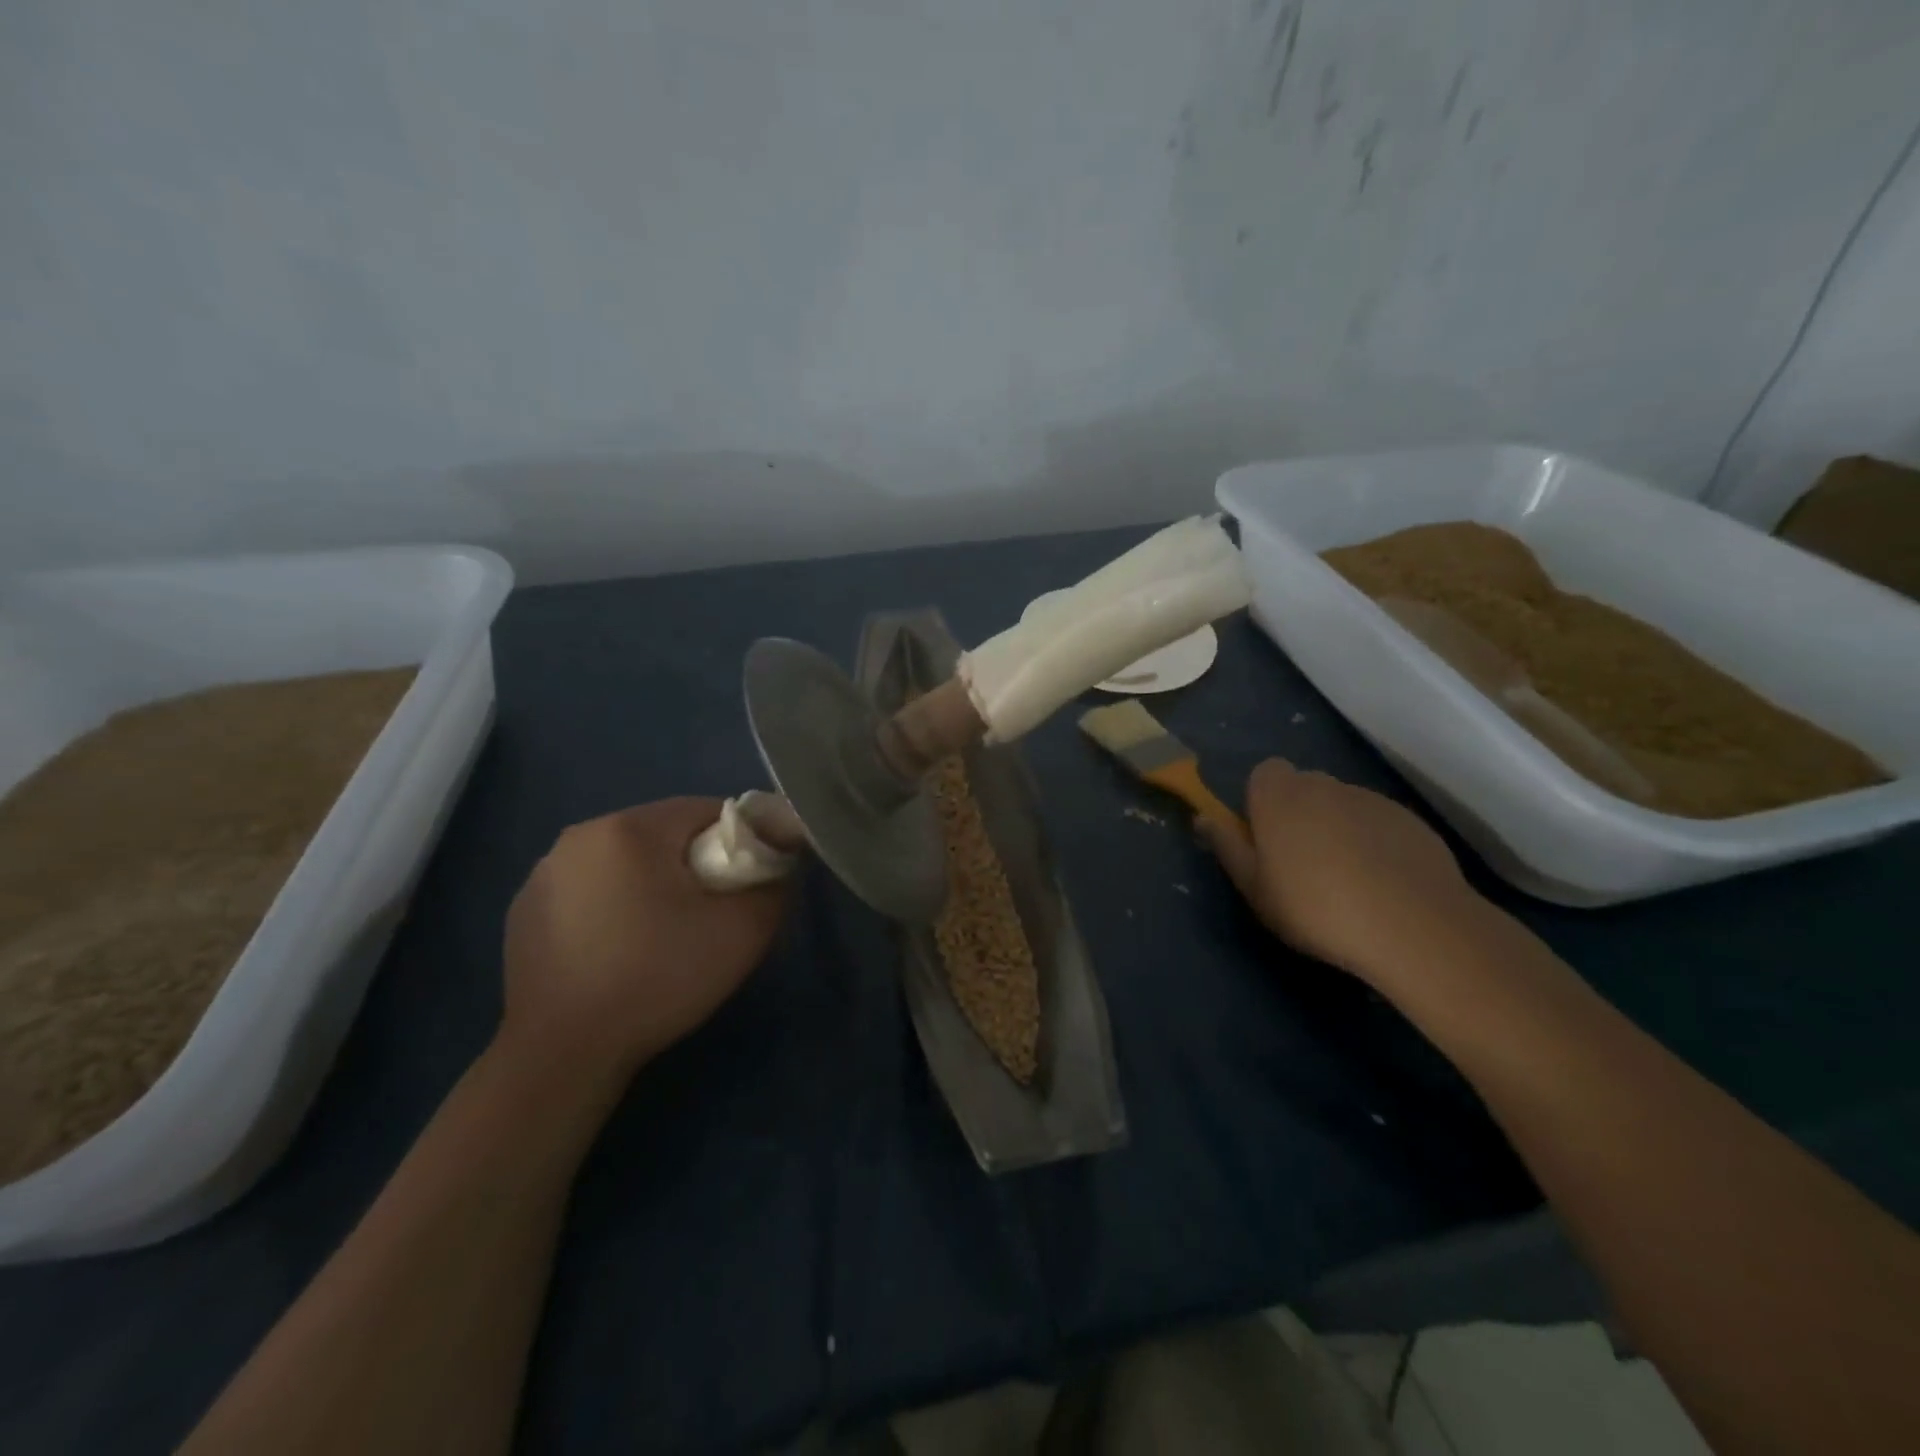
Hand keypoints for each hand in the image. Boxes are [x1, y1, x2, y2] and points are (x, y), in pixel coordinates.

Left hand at [501, 798, 788, 1077]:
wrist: (561, 1055)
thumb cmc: (657, 979)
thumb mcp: (742, 932)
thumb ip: (773, 885)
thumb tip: (777, 866)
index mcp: (630, 828)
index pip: (706, 810)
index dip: (737, 843)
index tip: (743, 888)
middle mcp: (581, 835)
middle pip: (664, 833)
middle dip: (694, 863)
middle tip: (708, 916)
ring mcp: (544, 872)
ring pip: (625, 861)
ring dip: (651, 883)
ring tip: (662, 937)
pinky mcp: (524, 909)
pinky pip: (589, 889)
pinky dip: (612, 906)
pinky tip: (617, 952)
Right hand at [1200, 759, 1479, 990]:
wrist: (1411, 924)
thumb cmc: (1314, 906)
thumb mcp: (1254, 888)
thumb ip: (1227, 847)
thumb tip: (1202, 818)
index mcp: (1279, 796)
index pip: (1264, 773)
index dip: (1261, 800)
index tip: (1265, 837)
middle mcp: (1324, 786)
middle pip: (1303, 787)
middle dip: (1298, 813)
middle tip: (1300, 862)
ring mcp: (1370, 800)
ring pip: (1342, 805)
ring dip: (1336, 827)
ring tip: (1345, 879)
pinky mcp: (1409, 820)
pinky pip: (1377, 823)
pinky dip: (1373, 842)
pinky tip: (1382, 884)